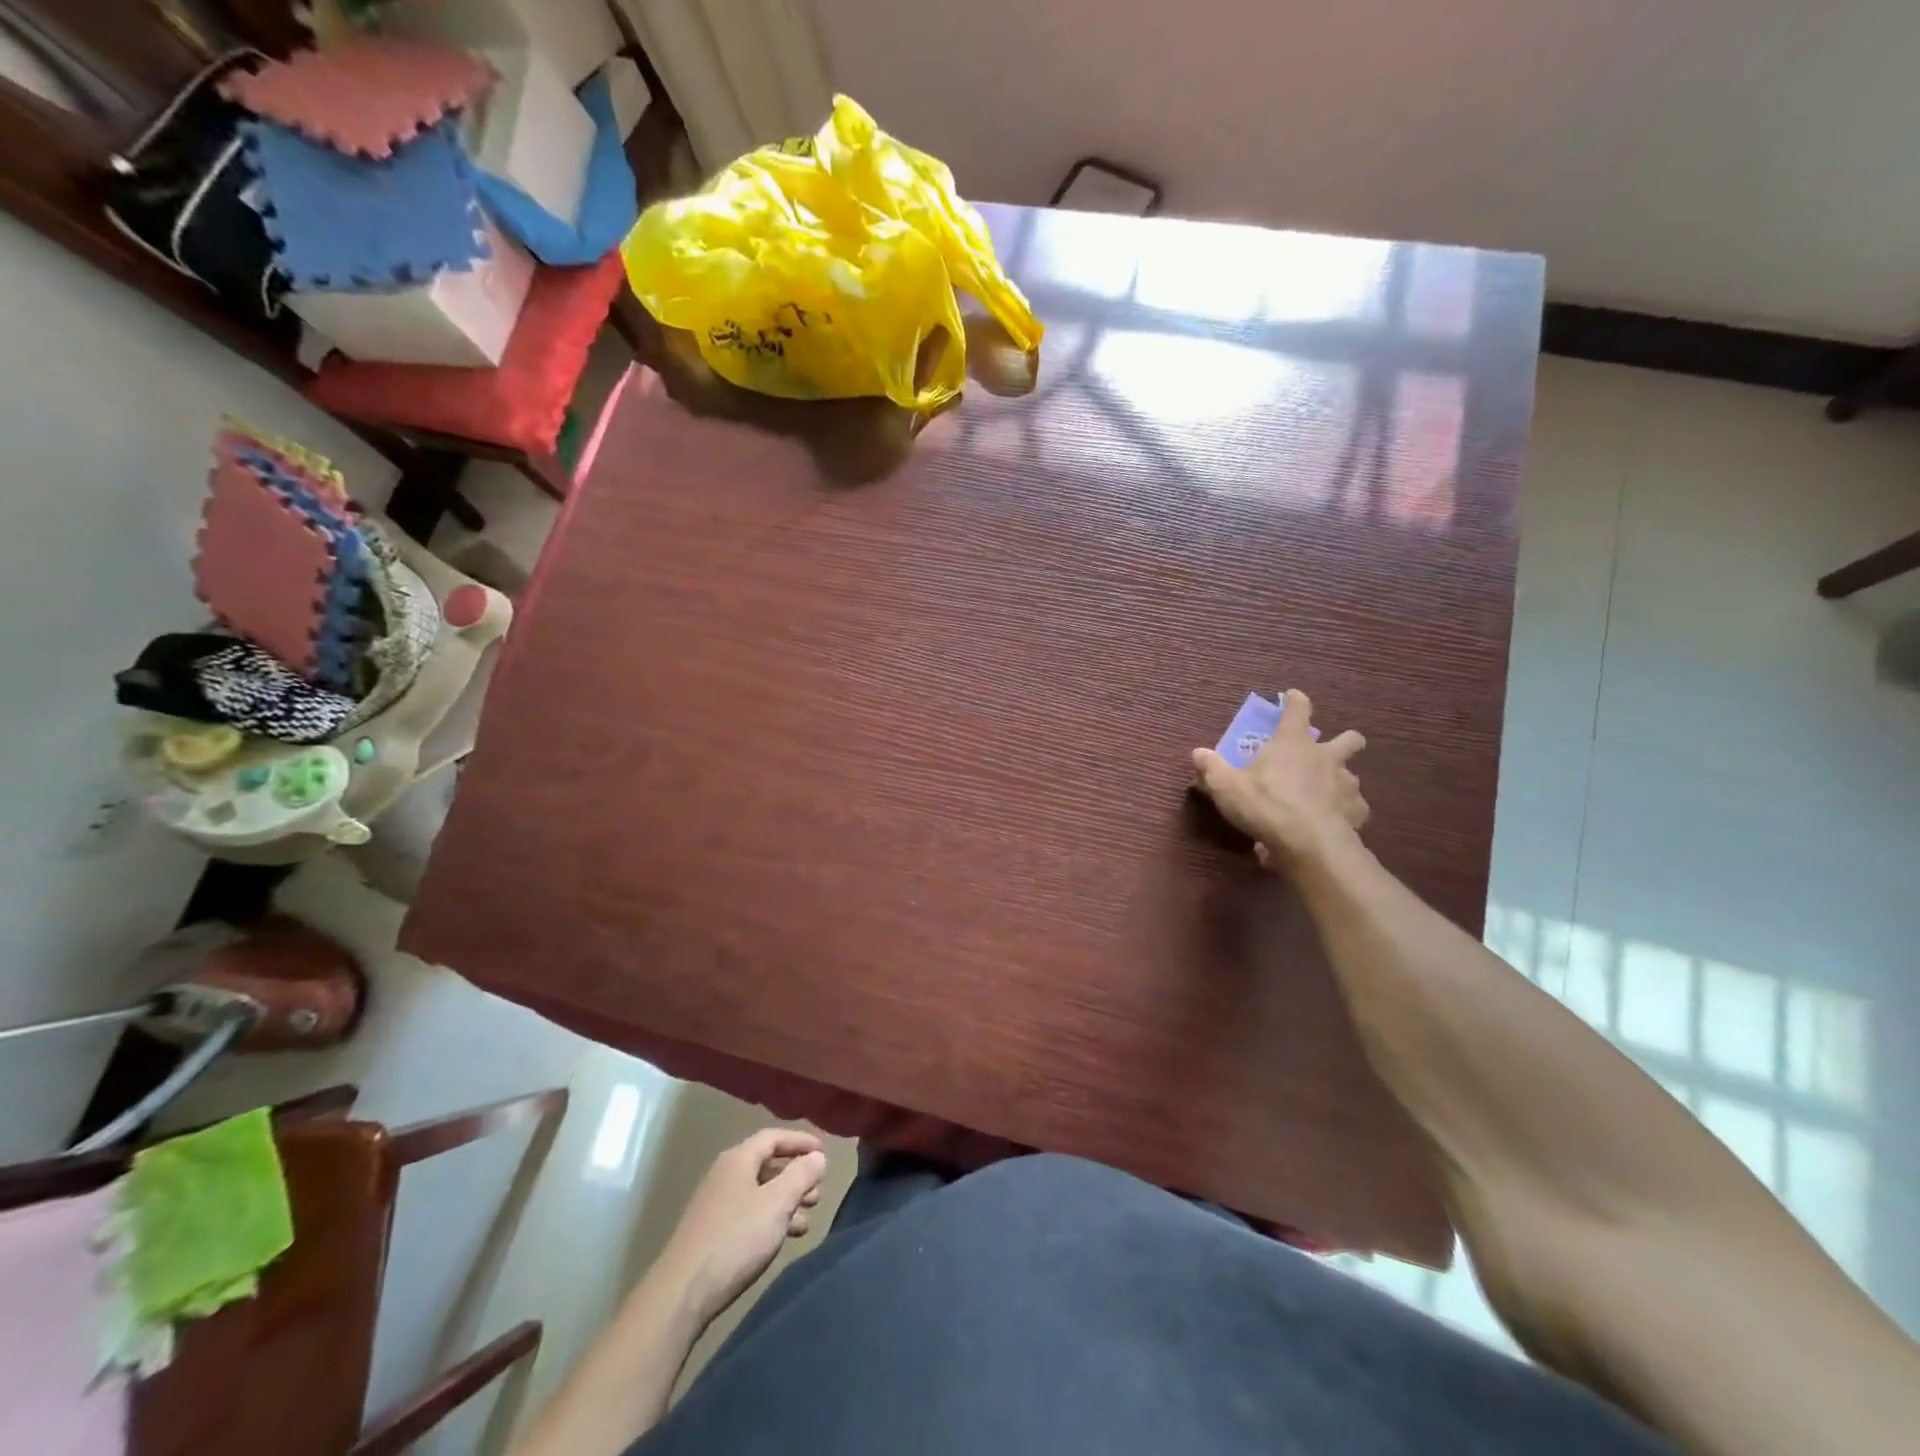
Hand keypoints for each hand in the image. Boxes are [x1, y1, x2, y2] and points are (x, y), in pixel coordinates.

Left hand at [655, 1129, 828, 1328]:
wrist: (682, 1294)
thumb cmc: (736, 1239)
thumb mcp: (777, 1203)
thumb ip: (801, 1175)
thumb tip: (817, 1156)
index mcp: (738, 1159)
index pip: (774, 1137)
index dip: (801, 1141)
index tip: (824, 1153)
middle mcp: (725, 1175)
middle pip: (767, 1164)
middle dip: (796, 1176)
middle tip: (818, 1193)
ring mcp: (716, 1204)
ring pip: (760, 1192)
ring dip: (786, 1201)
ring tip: (807, 1220)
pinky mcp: (712, 1232)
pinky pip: (750, 1214)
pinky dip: (770, 1219)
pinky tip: (783, 1238)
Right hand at [1191, 689, 1367, 868]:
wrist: (1308, 843)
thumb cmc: (1265, 804)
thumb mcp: (1226, 786)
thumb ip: (1211, 768)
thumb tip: (1197, 752)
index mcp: (1293, 743)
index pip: (1297, 710)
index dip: (1295, 701)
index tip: (1292, 696)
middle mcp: (1325, 757)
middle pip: (1348, 739)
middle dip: (1345, 740)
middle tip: (1330, 750)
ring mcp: (1346, 784)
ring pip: (1352, 775)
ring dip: (1341, 781)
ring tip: (1326, 795)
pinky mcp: (1357, 812)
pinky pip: (1355, 808)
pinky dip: (1345, 813)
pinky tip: (1334, 822)